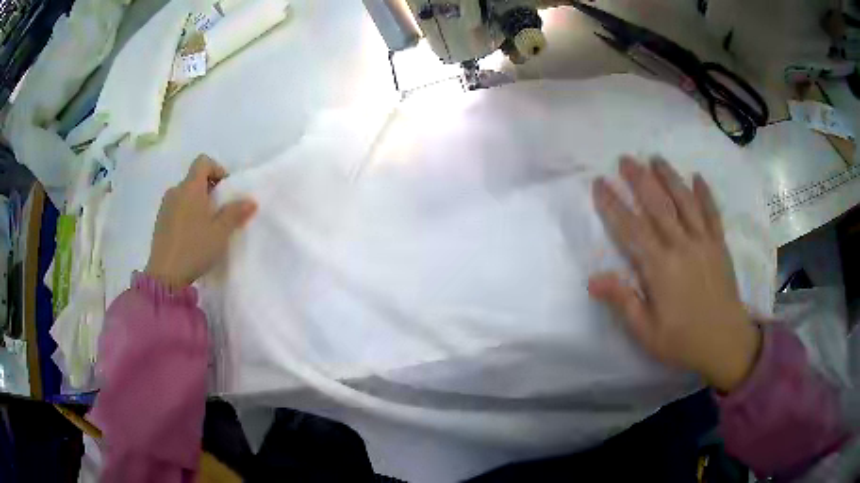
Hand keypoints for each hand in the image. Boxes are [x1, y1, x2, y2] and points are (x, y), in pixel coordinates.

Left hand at [145, 155, 256, 289]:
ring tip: (205, 226)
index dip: (217, 169)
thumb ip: (235, 213)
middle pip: (194, 178)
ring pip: (184, 194)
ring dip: (196, 202)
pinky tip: (191, 236)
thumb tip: (251, 201)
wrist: (165, 276)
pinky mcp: (159, 222)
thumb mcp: (220, 233)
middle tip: (219, 211)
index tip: (225, 190)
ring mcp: (165, 207)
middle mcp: (175, 191)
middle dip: (209, 189)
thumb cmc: (194, 248)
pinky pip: (176, 208)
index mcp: (190, 187)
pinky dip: (186, 214)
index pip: (203, 162)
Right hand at [588, 156, 760, 392]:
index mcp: (660, 268)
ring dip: (669, 177)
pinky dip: (705, 194)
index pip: (631, 228)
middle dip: (639, 179)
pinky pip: (712, 213)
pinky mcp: (719, 245)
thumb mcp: (646, 332)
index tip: (599, 183)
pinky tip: (698, 177)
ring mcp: (703, 242)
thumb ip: (622, 301)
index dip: (613, 204)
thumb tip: (592, 279)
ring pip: (684, 202)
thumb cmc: (682, 341)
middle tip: (625, 159)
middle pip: (657, 205)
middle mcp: (681, 246)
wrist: (726, 343)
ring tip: (656, 158)